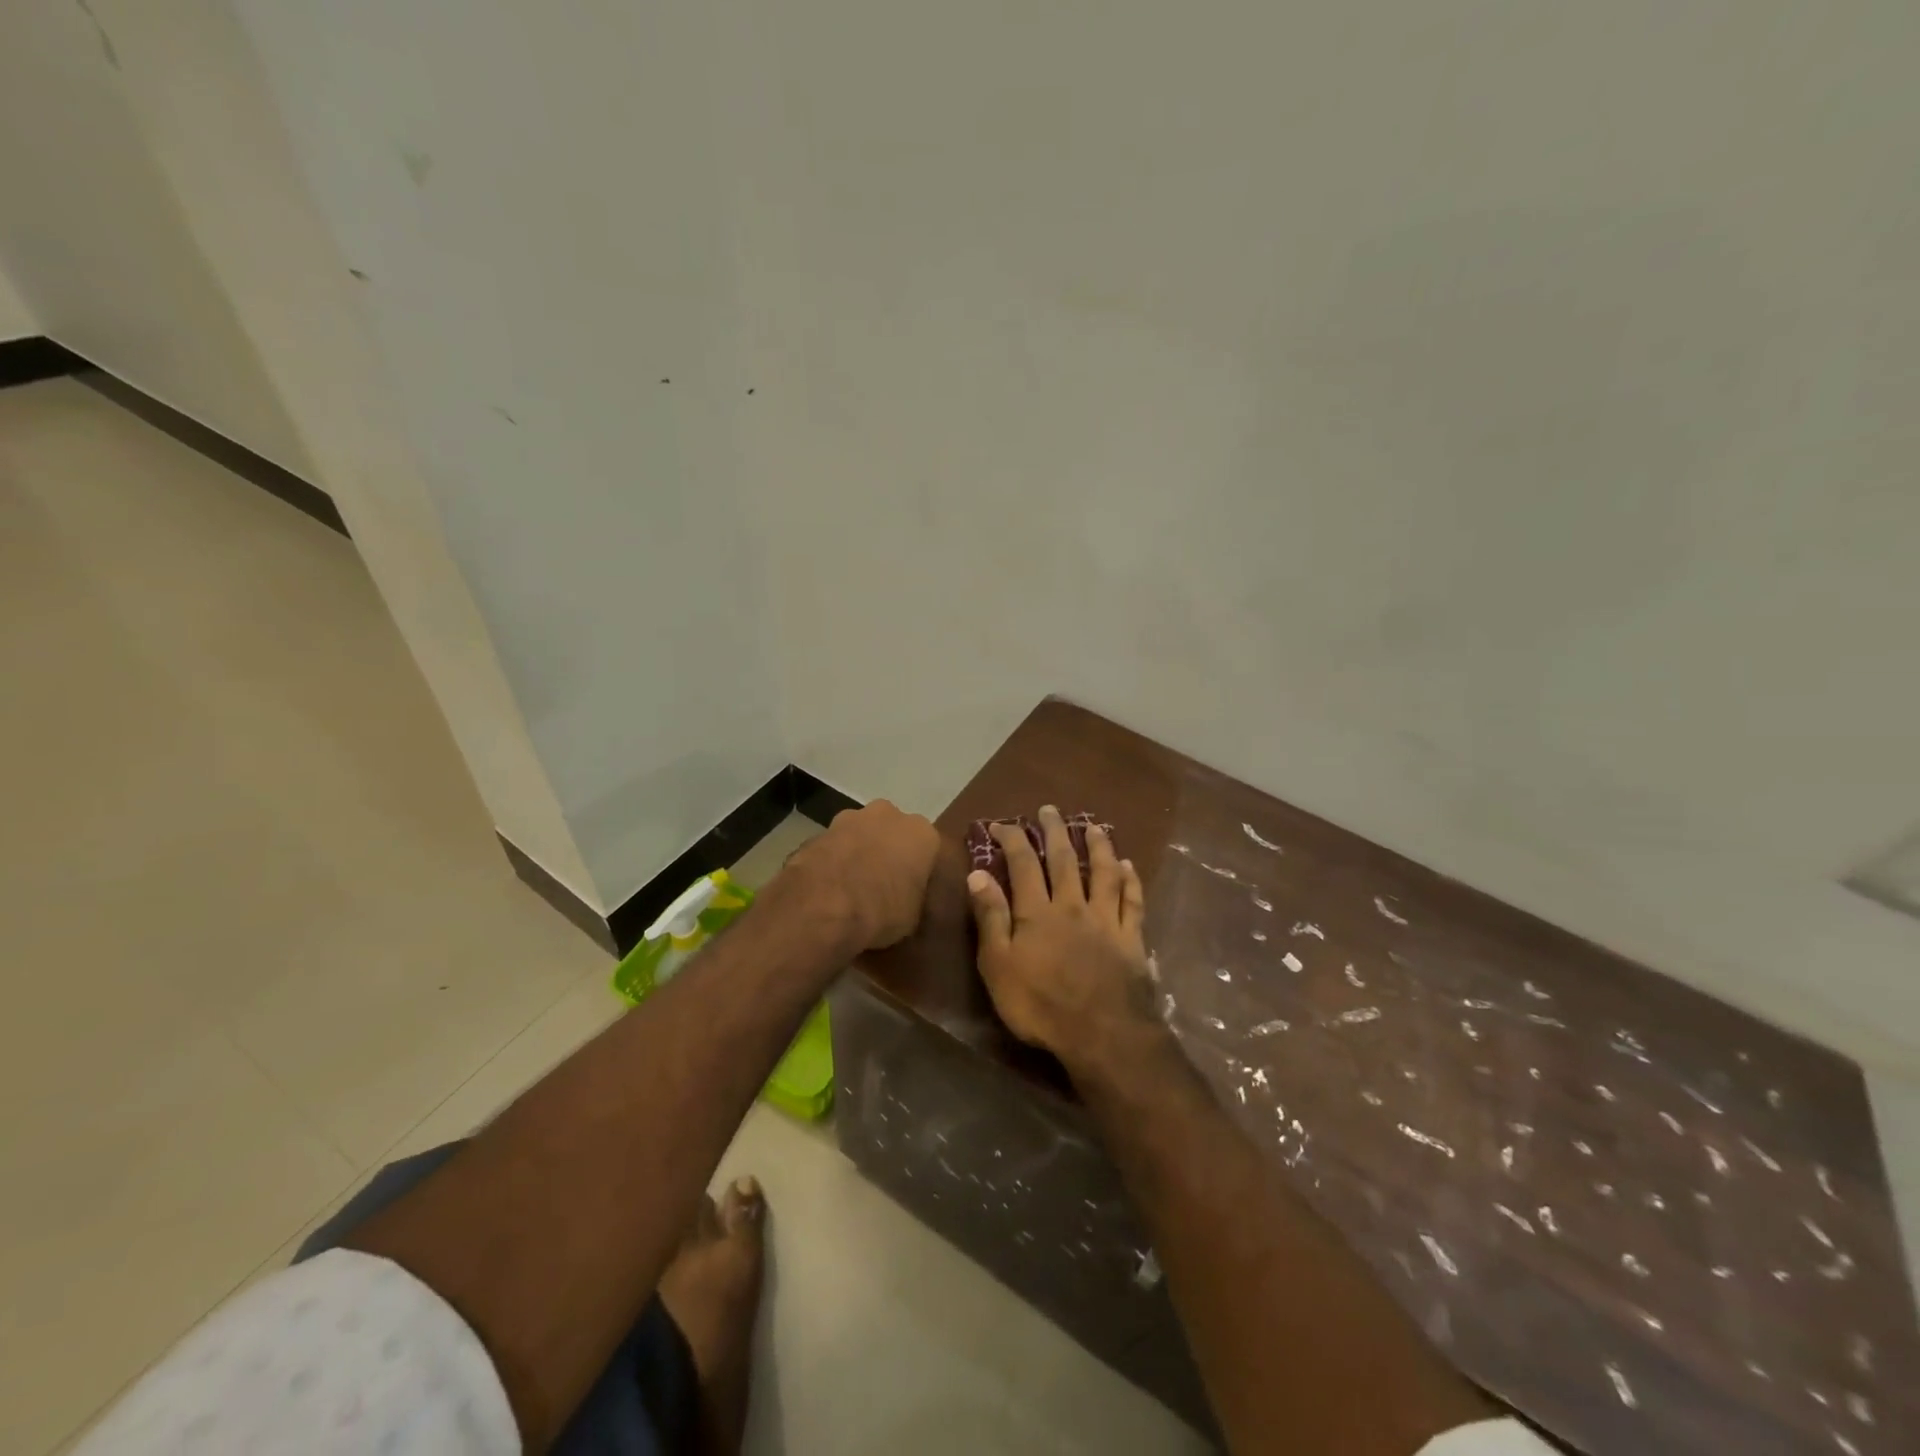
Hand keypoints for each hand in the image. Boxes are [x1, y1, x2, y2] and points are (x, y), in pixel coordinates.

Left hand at [783, 799, 938, 952]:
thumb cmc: (882, 911)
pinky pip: (833, 847)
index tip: (910, 889)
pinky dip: (832, 861)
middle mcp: (888, 815)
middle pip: (891, 831)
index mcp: (921, 833)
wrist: (824, 907)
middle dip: (887, 851)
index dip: (917, 869)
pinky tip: (827, 888)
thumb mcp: (913, 916)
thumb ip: (914, 896)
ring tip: (850, 887)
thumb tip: (907, 899)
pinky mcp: (818, 831)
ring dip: (857, 852)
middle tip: (881, 884)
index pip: (927, 848)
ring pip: (860, 834)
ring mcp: (849, 818)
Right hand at [967, 804, 1159, 1070]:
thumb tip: (978, 874)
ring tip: (1094, 827)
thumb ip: (990, 918)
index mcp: (1037, 912)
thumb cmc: (1041, 1005)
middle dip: (1055, 832)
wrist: (1103, 1035)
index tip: (1003, 824)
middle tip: (1051, 810)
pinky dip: (1131, 881)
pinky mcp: (1132, 939)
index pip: (1023, 864)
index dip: (1013, 840)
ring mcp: (1106, 921)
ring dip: (1098, 847)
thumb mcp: (999, 966)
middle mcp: (1073, 906)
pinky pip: (1133, 902)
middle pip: (1064, 860)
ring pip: (1103, 873)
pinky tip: (1129, 868)